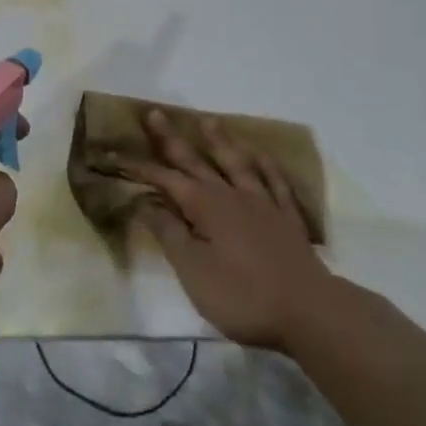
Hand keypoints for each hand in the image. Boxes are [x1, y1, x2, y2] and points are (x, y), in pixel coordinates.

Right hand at [123, 110, 340, 349]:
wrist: (309, 312)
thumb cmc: (243, 295)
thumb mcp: (193, 271)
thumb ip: (169, 234)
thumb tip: (146, 203)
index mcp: (204, 206)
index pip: (164, 180)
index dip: (139, 167)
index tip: (116, 153)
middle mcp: (231, 195)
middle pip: (196, 161)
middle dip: (172, 139)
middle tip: (155, 113)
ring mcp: (262, 203)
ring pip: (236, 163)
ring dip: (219, 141)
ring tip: (208, 121)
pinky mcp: (287, 218)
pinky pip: (274, 181)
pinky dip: (265, 164)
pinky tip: (260, 154)